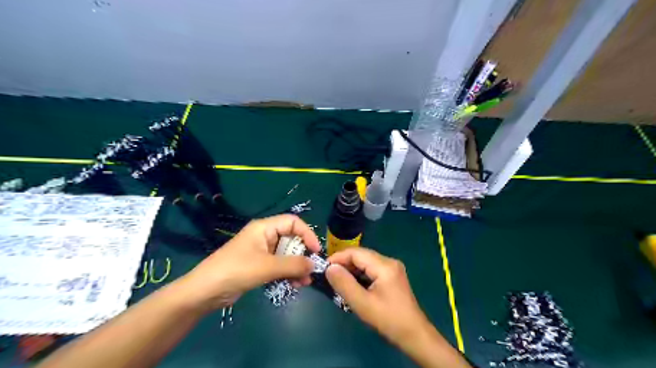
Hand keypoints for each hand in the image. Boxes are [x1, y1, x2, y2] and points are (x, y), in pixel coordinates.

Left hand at [177, 214, 320, 311]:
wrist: (204, 292)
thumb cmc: (235, 271)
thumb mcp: (267, 267)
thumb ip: (293, 265)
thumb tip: (314, 264)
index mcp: (264, 228)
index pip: (293, 222)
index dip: (307, 234)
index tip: (316, 251)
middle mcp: (264, 236)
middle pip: (291, 239)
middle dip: (302, 255)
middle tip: (311, 271)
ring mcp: (261, 252)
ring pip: (286, 255)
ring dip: (297, 267)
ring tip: (304, 282)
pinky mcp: (258, 266)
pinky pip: (279, 266)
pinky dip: (288, 274)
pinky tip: (295, 285)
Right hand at [323, 249, 427, 345]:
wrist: (414, 334)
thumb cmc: (388, 320)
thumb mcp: (362, 304)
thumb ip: (344, 284)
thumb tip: (330, 268)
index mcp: (384, 265)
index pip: (356, 253)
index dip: (338, 258)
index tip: (324, 268)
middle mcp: (389, 262)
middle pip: (361, 256)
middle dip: (344, 264)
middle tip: (329, 277)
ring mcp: (392, 268)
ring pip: (366, 262)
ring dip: (351, 270)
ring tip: (338, 282)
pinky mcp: (392, 276)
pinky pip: (372, 269)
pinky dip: (360, 275)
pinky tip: (353, 285)